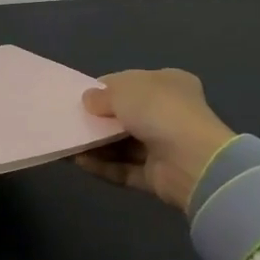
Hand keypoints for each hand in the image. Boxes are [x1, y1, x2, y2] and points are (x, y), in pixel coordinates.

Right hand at [76, 68, 236, 213]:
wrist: (192, 160)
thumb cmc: (159, 111)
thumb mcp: (124, 91)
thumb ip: (102, 96)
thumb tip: (88, 100)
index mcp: (169, 84)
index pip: (131, 83)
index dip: (106, 89)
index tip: (80, 98)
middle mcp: (168, 113)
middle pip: (126, 116)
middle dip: (99, 120)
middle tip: (70, 122)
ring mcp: (163, 146)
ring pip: (122, 144)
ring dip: (96, 145)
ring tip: (67, 144)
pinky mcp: (156, 176)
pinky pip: (123, 168)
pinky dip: (102, 165)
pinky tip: (78, 162)